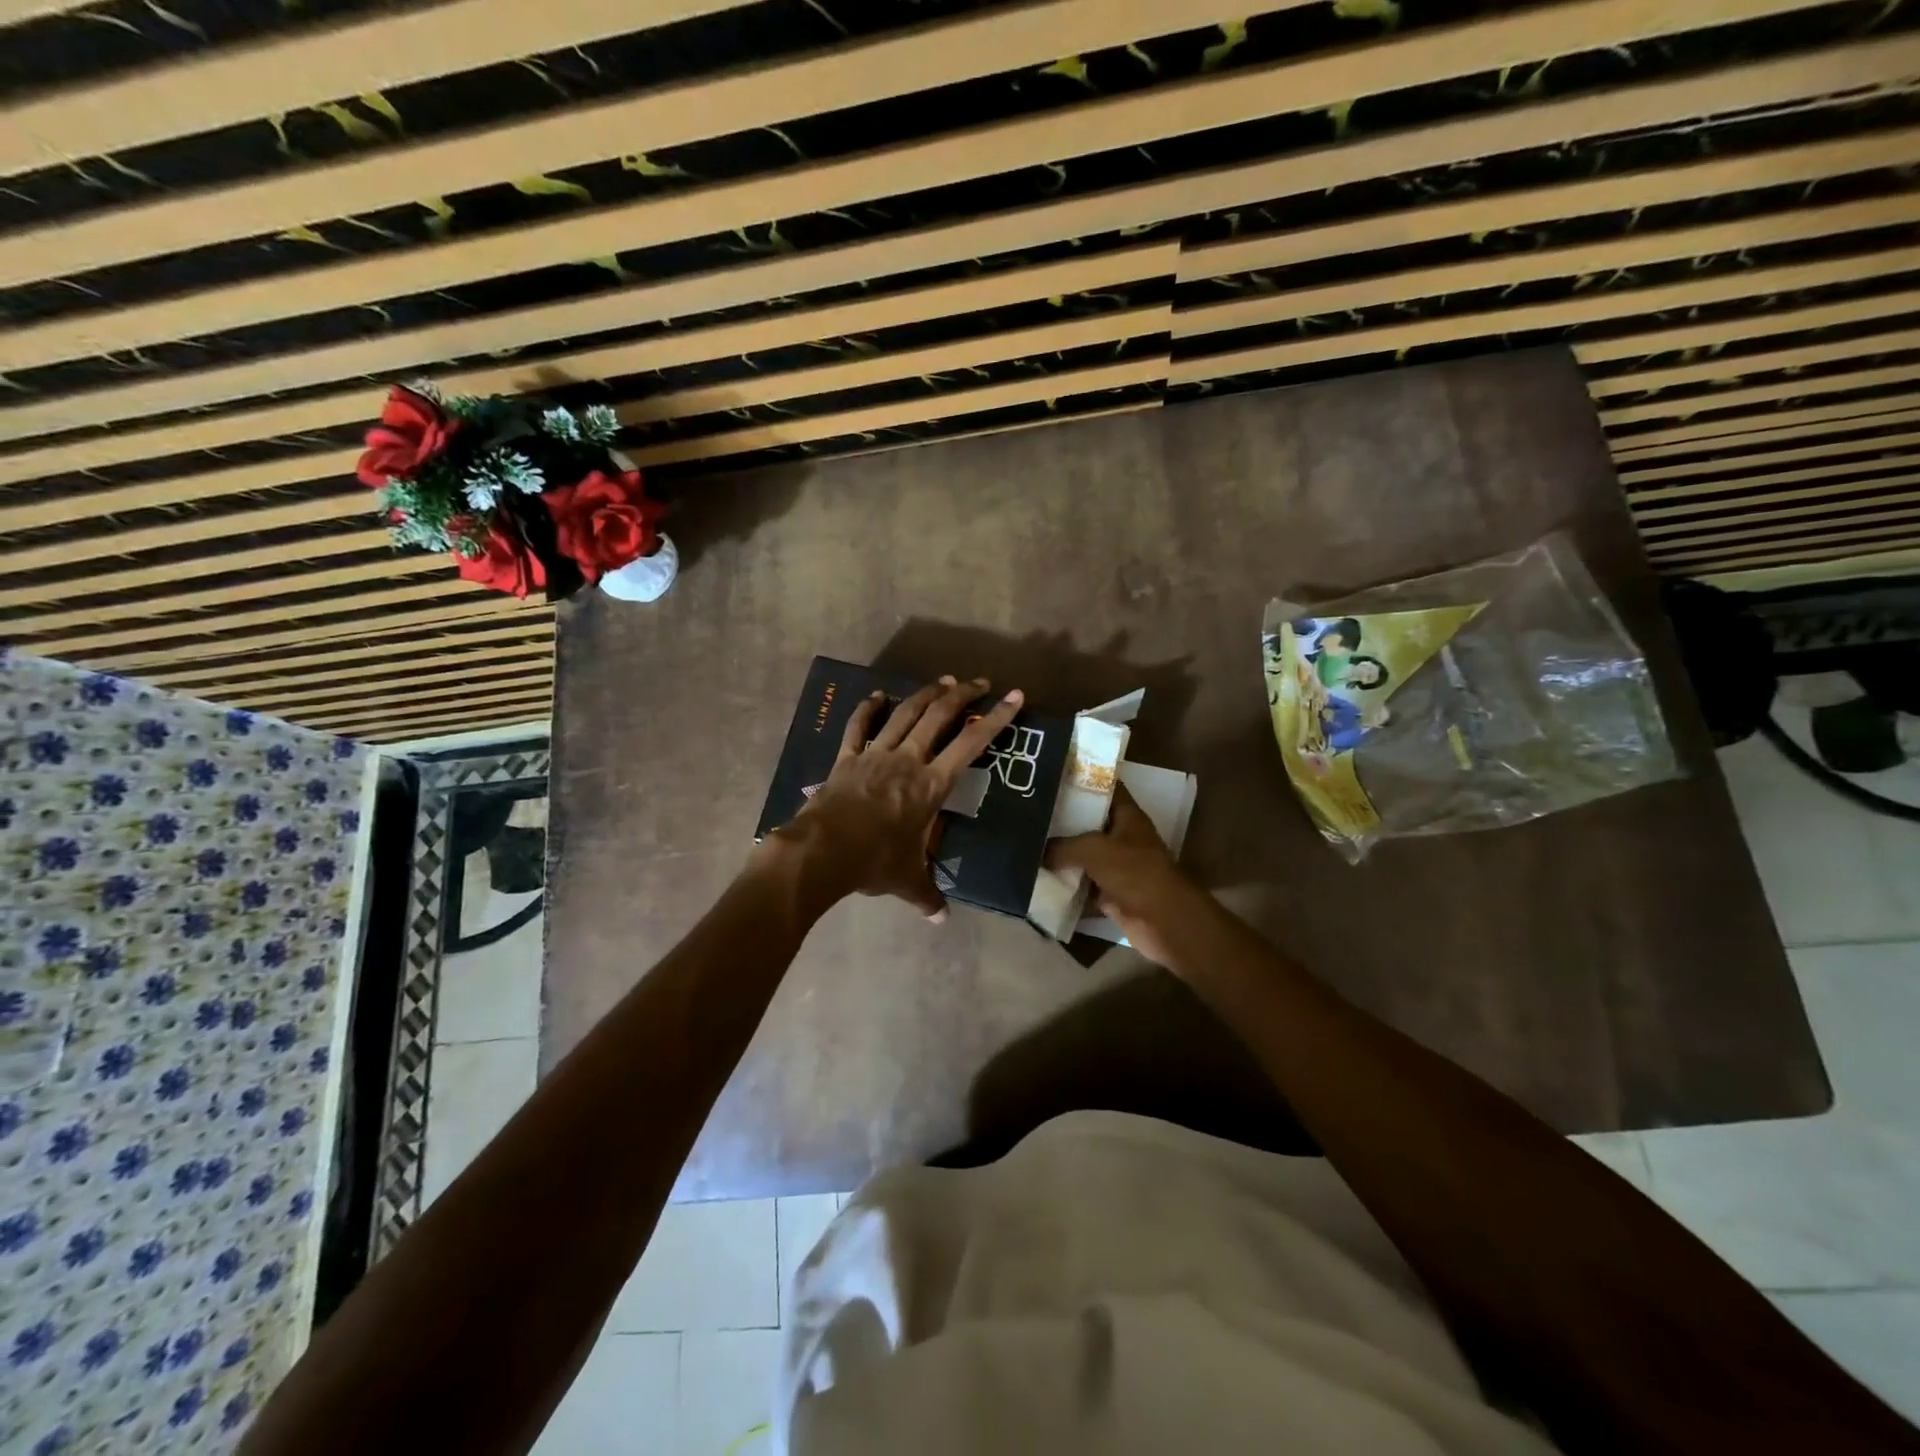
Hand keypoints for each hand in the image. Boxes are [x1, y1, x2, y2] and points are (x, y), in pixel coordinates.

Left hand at [770, 675, 1023, 919]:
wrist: (823, 851)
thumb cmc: (874, 862)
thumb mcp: (907, 881)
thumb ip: (928, 897)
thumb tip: (941, 920)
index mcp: (931, 785)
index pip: (971, 744)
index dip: (997, 718)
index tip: (1014, 696)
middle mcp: (908, 760)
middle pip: (939, 716)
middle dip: (962, 695)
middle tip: (979, 682)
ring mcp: (875, 755)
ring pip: (904, 714)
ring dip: (925, 694)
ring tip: (942, 682)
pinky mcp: (846, 758)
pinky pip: (858, 727)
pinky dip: (868, 708)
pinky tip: (877, 695)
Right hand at [1047, 785, 1200, 966]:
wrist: (1162, 921)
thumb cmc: (1134, 872)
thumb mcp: (1093, 849)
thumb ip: (1063, 846)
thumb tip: (1038, 851)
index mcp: (1127, 816)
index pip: (1105, 787)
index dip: (1082, 779)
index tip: (1052, 775)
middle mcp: (1123, 838)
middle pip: (1090, 823)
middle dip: (1063, 820)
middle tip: (1030, 812)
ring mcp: (1118, 867)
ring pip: (1084, 857)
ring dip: (1061, 857)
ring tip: (1028, 844)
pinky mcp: (1111, 894)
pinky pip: (1083, 887)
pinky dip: (1066, 888)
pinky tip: (1038, 881)